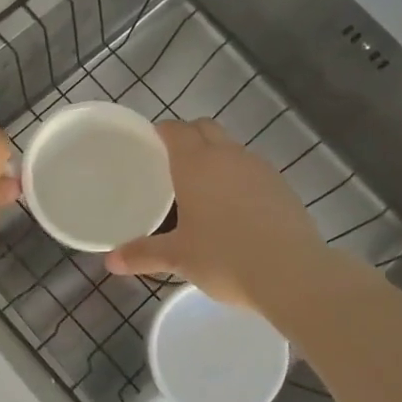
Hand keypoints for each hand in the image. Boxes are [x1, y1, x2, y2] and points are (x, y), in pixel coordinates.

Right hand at [105, 119, 326, 310]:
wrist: (291, 273)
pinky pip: (252, 169)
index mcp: (196, 163)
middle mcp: (228, 155)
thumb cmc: (225, 258)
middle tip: (172, 162)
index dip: (161, 132)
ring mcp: (259, 168)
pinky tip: (236, 208)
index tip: (149, 144)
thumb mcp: (179, 258)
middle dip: (188, 136)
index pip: (175, 129)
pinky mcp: (282, 186)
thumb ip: (143, 254)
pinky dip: (239, 177)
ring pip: (231, 148)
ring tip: (203, 187)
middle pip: (205, 128)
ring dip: (216, 156)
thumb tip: (110, 261)